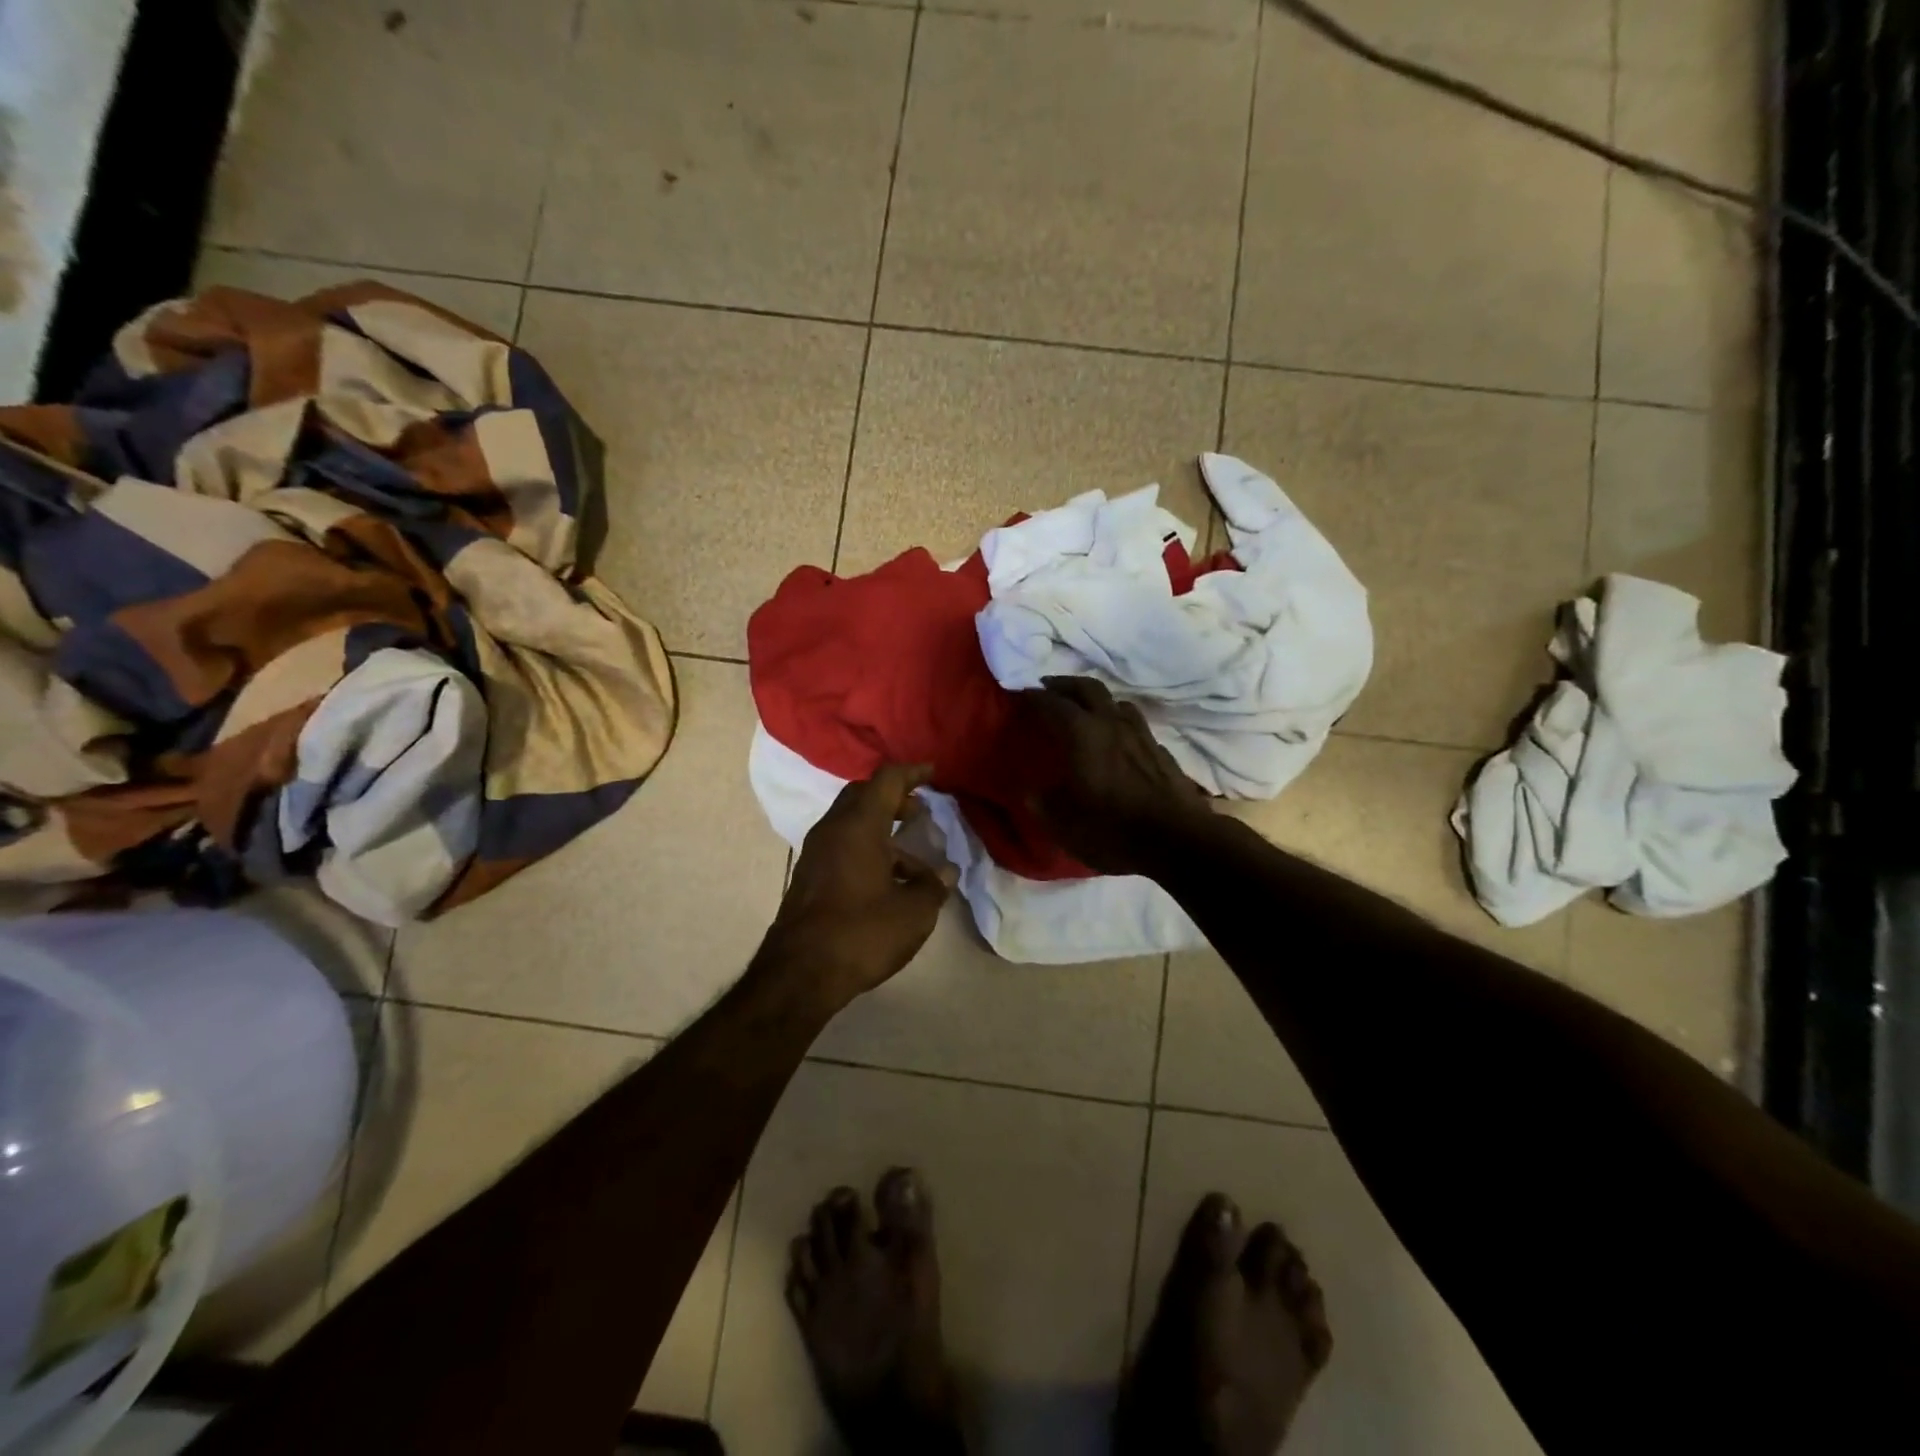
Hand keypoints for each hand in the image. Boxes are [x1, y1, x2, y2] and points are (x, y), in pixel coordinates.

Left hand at [760, 764, 958, 1009]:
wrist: (799, 974)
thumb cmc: (862, 933)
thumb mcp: (913, 913)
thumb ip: (933, 887)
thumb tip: (945, 873)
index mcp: (858, 826)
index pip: (886, 780)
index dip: (912, 773)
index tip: (933, 773)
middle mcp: (833, 830)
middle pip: (863, 796)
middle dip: (893, 798)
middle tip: (919, 811)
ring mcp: (816, 854)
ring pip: (852, 825)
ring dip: (883, 833)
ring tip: (916, 865)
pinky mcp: (809, 877)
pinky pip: (842, 848)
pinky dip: (868, 852)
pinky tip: (890, 884)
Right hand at [1021, 676, 1210, 876]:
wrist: (1180, 841)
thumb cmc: (1114, 830)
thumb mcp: (1065, 826)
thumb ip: (1043, 805)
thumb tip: (1031, 793)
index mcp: (1083, 735)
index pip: (1053, 704)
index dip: (1035, 697)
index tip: (1021, 693)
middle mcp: (1112, 724)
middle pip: (1088, 688)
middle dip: (1064, 684)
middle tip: (1048, 687)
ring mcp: (1141, 734)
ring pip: (1116, 702)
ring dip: (1095, 699)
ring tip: (1084, 708)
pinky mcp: (1160, 750)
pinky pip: (1134, 723)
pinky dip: (1118, 721)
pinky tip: (1117, 737)